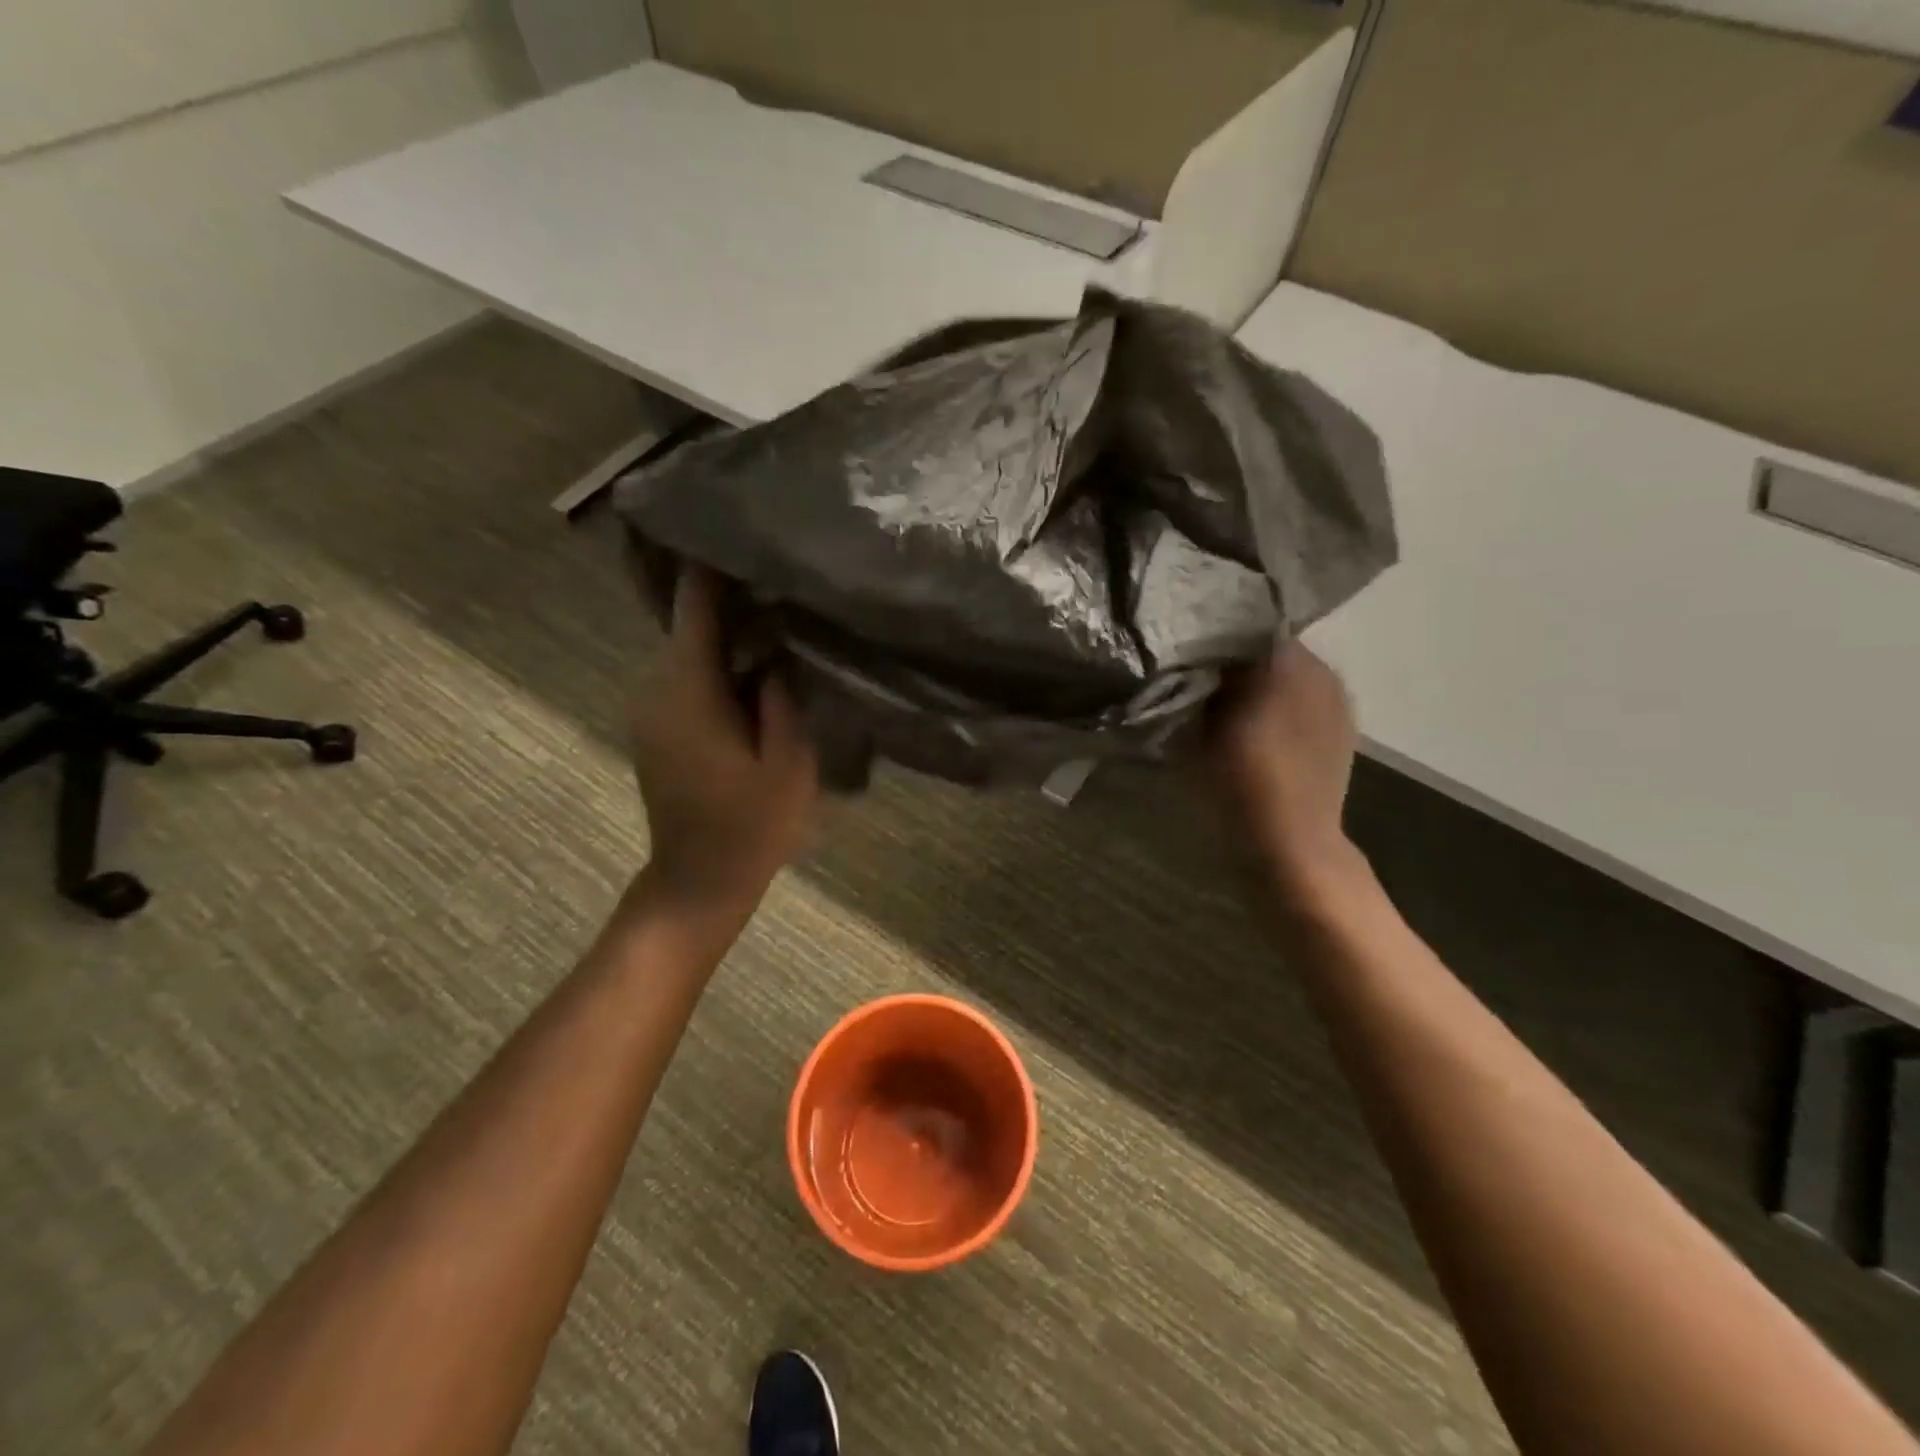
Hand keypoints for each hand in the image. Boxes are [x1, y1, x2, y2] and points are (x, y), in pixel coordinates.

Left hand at [631, 569, 818, 921]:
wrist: (698, 881)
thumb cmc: (750, 825)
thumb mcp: (788, 761)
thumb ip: (781, 695)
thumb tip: (772, 650)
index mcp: (687, 689)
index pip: (695, 606)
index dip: (715, 567)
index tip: (743, 532)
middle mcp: (656, 687)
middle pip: (690, 623)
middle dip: (733, 598)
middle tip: (783, 576)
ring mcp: (650, 708)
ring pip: (690, 649)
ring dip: (728, 632)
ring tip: (778, 614)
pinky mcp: (656, 726)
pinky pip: (686, 676)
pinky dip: (718, 661)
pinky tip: (757, 665)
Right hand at [1208, 641, 1366, 905]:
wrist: (1292, 846)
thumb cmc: (1237, 784)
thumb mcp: (1195, 729)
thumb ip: (1191, 684)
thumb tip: (1183, 658)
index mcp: (1285, 661)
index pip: (1242, 625)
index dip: (1209, 635)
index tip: (1183, 651)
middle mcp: (1319, 669)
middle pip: (1266, 647)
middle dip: (1233, 658)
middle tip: (1198, 677)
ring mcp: (1336, 699)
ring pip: (1286, 672)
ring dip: (1256, 681)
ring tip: (1224, 703)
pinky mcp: (1341, 727)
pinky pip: (1302, 696)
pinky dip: (1277, 702)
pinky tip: (1254, 727)